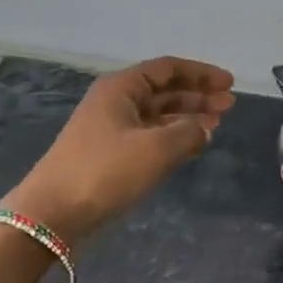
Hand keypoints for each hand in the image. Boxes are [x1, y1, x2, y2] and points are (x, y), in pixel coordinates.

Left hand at [5, 57, 234, 245]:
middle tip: (229, 106)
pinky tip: (192, 146)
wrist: (53, 213)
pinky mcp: (109, 156)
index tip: (229, 84)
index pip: (168, 69)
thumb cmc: (105, 172)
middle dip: (197, 96)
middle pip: (163, 91)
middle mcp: (115, 102)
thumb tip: (205, 128)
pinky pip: (149, 137)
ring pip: (157, 115)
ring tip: (217, 124)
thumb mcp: (156, 149)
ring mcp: (110, 130)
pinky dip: (173, 138)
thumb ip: (189, 133)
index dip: (201, 74)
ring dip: (187, 117)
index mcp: (121, 88)